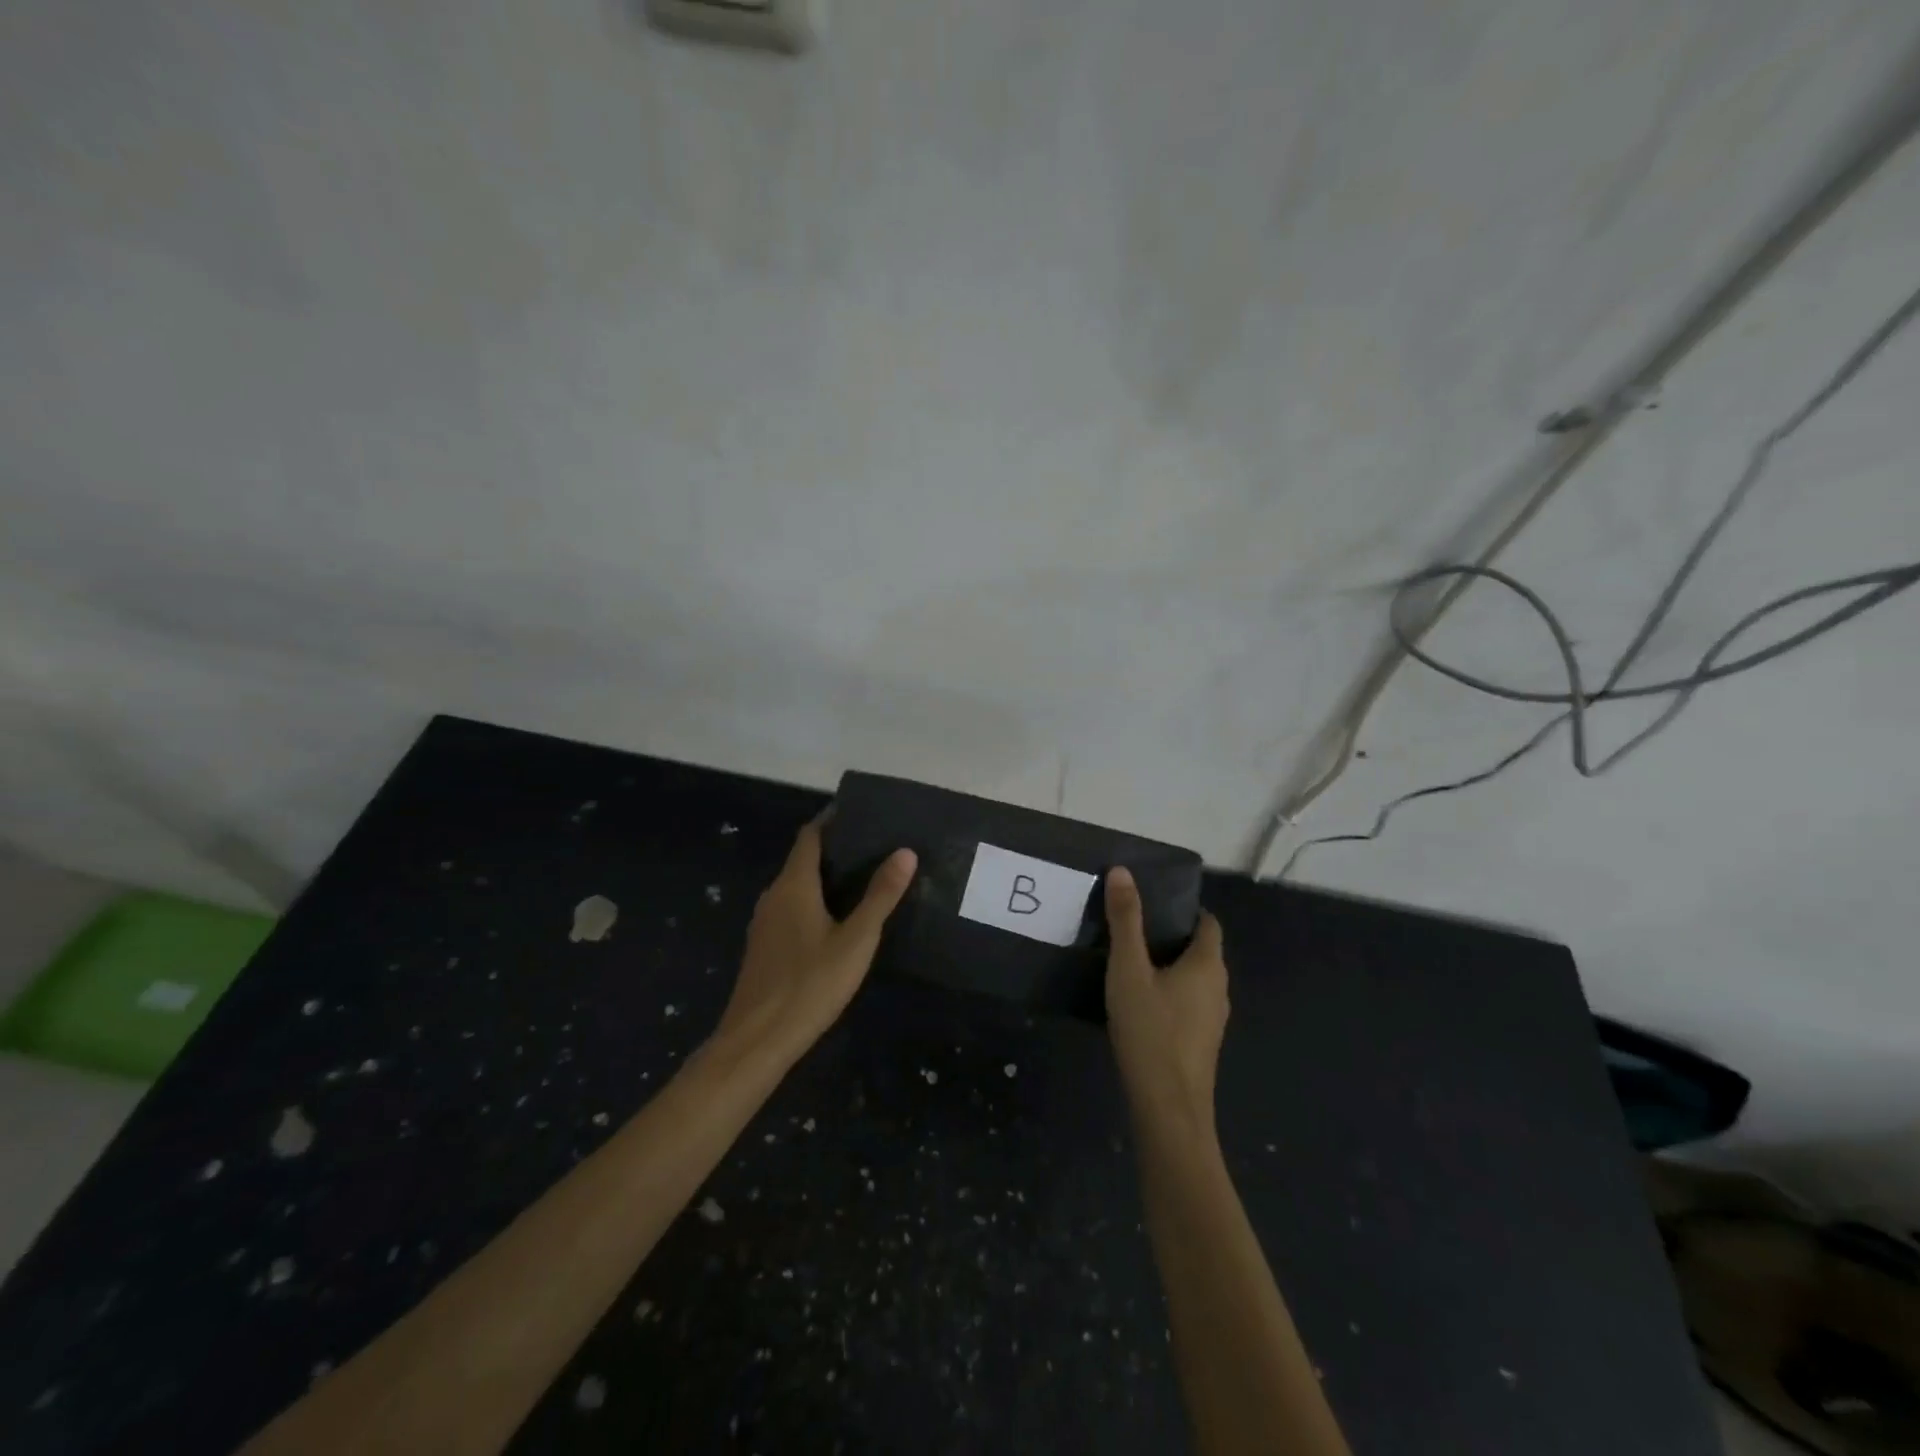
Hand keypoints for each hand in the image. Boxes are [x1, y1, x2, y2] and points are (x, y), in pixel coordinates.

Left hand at [715, 818, 917, 1064]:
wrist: (756, 1041)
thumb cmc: (810, 985)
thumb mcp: (856, 940)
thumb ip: (880, 896)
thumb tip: (906, 852)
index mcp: (793, 885)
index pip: (810, 836)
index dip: (832, 820)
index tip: (861, 814)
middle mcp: (774, 895)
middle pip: (803, 860)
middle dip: (835, 850)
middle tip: (874, 848)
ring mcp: (764, 923)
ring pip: (796, 888)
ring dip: (824, 879)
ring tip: (863, 881)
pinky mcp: (764, 948)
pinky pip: (791, 910)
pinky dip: (813, 903)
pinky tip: (836, 922)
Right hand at [1104, 866, 1228, 1138]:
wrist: (1168, 1107)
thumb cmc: (1150, 1030)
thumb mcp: (1128, 969)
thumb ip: (1125, 920)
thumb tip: (1122, 871)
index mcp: (1208, 965)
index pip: (1208, 924)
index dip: (1185, 910)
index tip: (1153, 904)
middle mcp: (1218, 988)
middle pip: (1201, 950)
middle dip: (1171, 936)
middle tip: (1132, 928)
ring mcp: (1213, 1019)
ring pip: (1194, 979)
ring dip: (1169, 966)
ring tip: (1130, 961)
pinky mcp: (1201, 1043)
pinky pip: (1188, 1003)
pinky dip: (1170, 993)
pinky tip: (1140, 1002)